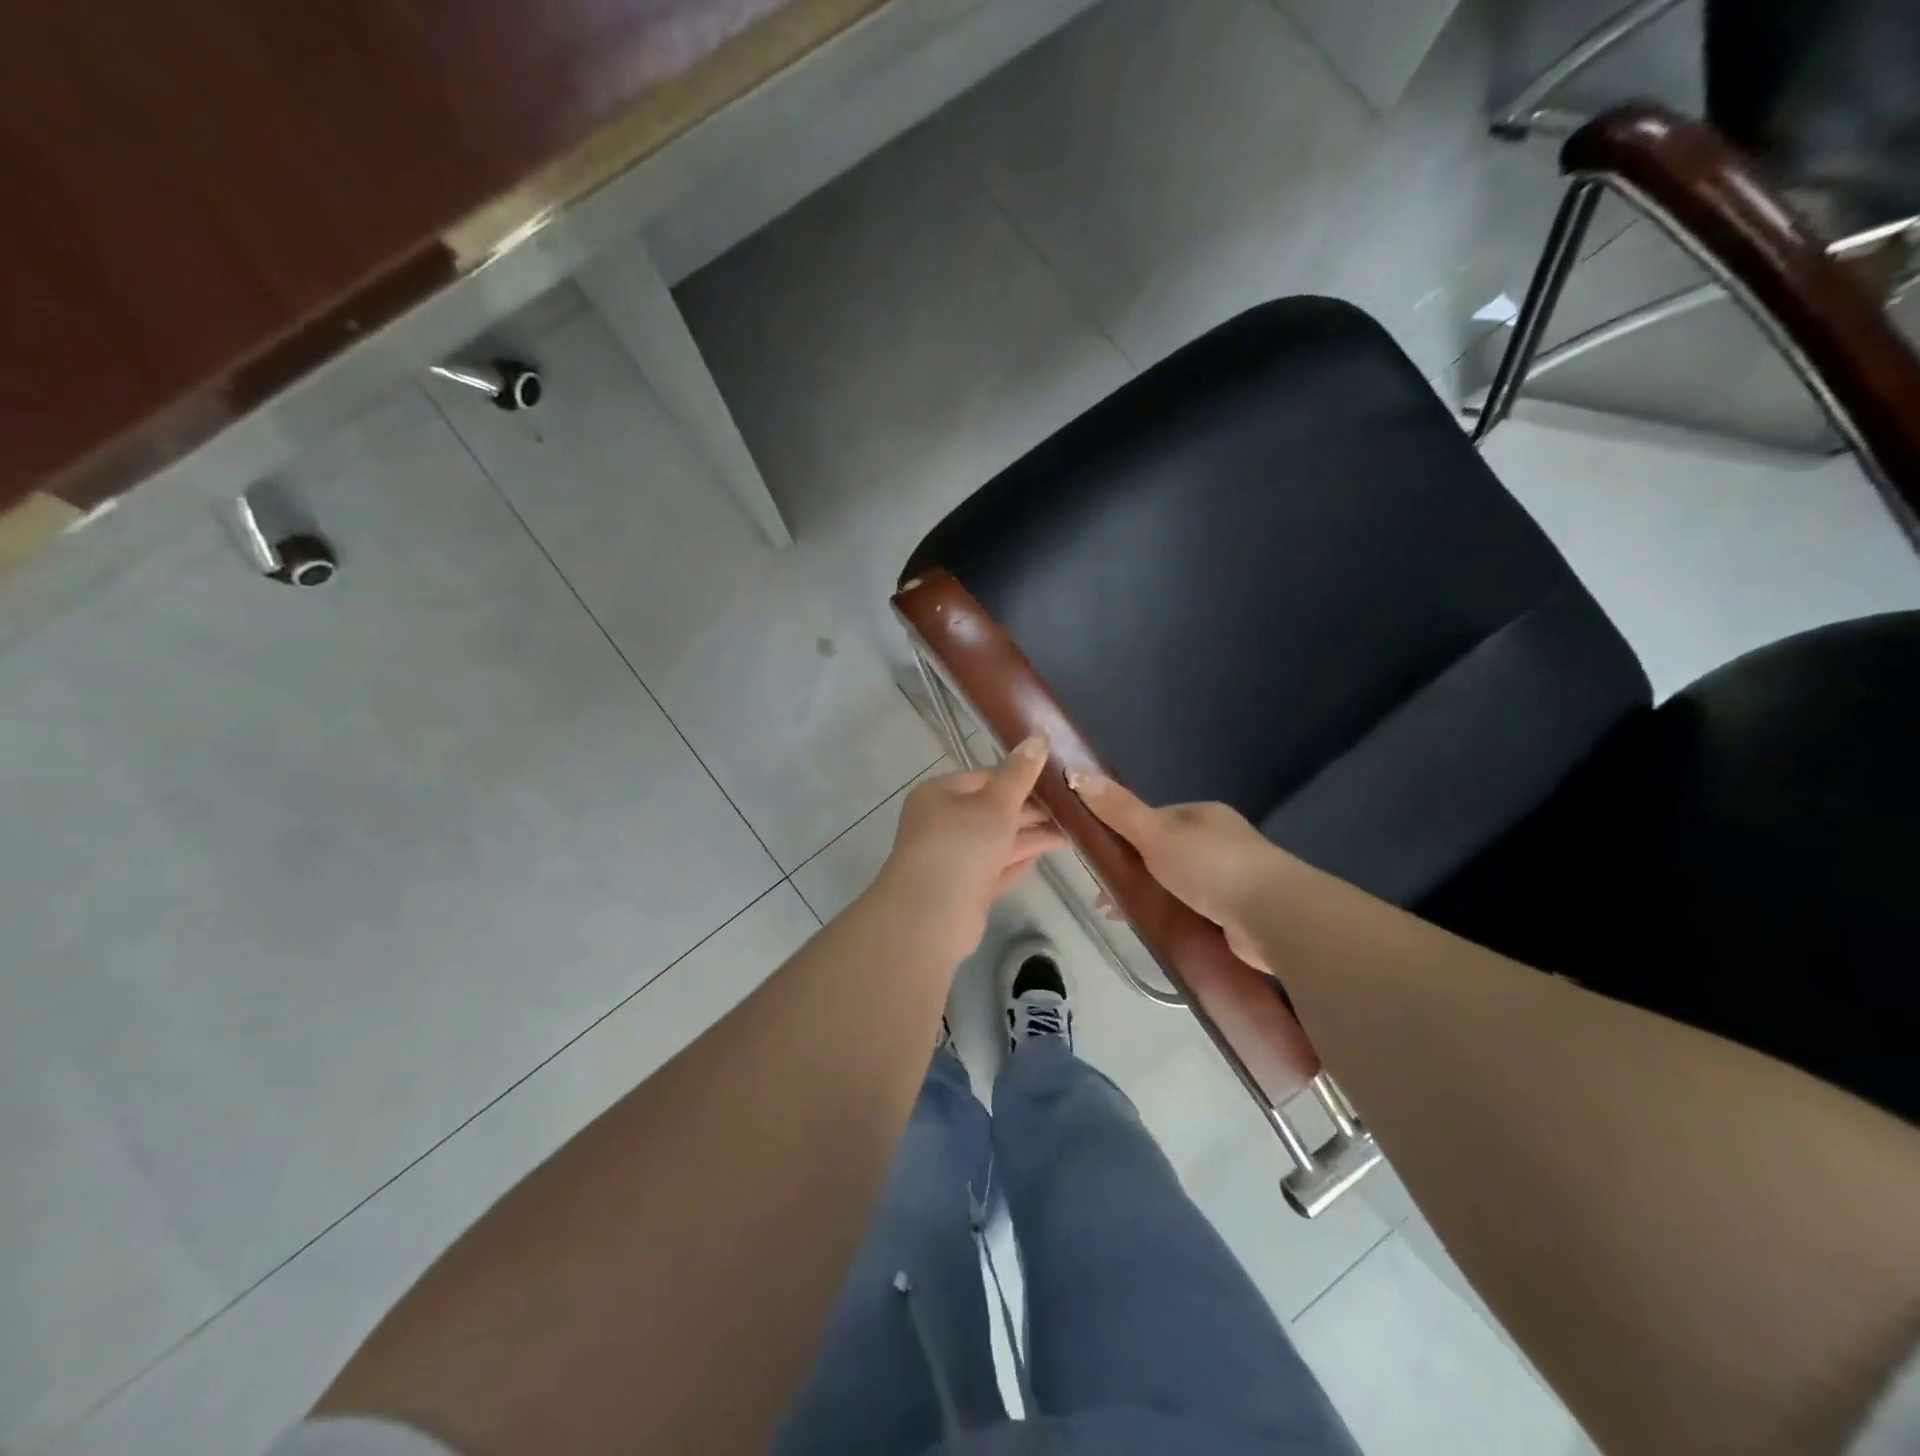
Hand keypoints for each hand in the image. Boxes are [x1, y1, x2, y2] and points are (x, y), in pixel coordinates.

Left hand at [874, 737, 1067, 962]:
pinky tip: (1043, 855)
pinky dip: (1017, 860)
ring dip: (1030, 836)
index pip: (985, 777)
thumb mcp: (996, 803)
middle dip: (1030, 810)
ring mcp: (952, 858)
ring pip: (997, 840)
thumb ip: (1019, 774)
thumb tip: (1038, 737)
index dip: (1020, 778)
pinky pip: (995, 867)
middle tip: (1072, 808)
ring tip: (1072, 832)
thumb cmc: (961, 845)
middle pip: (992, 810)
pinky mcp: (963, 888)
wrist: (930, 914)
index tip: (1056, 781)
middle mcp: (942, 823)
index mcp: (940, 794)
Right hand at [1072, 774, 1282, 972]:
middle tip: (1104, 897)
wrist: (1273, 916)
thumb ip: (1117, 809)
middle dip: (1133, 871)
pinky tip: (1155, 932)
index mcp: (1201, 815)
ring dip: (1150, 897)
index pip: (1152, 819)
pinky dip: (1172, 918)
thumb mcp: (1155, 833)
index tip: (1096, 858)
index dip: (1121, 835)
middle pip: (1162, 852)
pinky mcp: (1238, 913)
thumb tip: (1073, 772)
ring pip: (1177, 884)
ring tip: (1122, 918)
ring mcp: (1231, 877)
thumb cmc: (1210, 865)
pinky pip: (1194, 911)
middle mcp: (1218, 841)